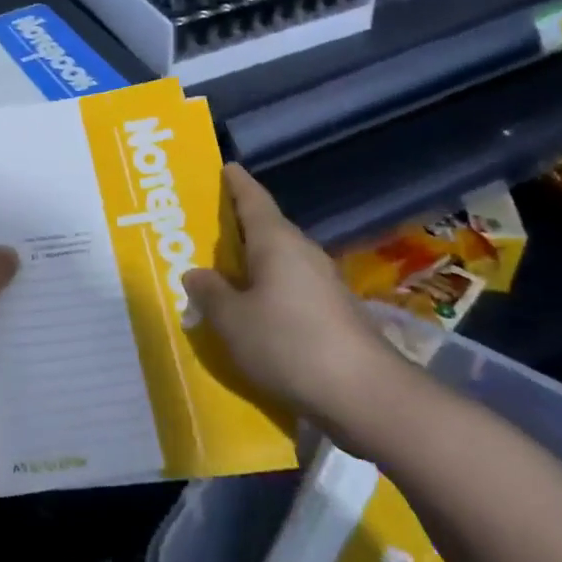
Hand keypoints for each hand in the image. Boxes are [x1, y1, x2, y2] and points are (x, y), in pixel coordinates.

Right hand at [182, 164, 410, 447]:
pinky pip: (290, 290)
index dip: (236, 183)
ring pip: (278, 263)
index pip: (253, 199)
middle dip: (237, 228)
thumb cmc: (289, 343)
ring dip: (251, 265)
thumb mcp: (232, 320)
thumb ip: (210, 293)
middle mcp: (303, 253)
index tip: (226, 167)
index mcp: (277, 242)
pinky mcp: (334, 314)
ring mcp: (323, 284)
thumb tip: (196, 273)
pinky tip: (251, 313)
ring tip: (220, 275)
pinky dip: (267, 292)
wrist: (365, 395)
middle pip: (266, 230)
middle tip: (204, 228)